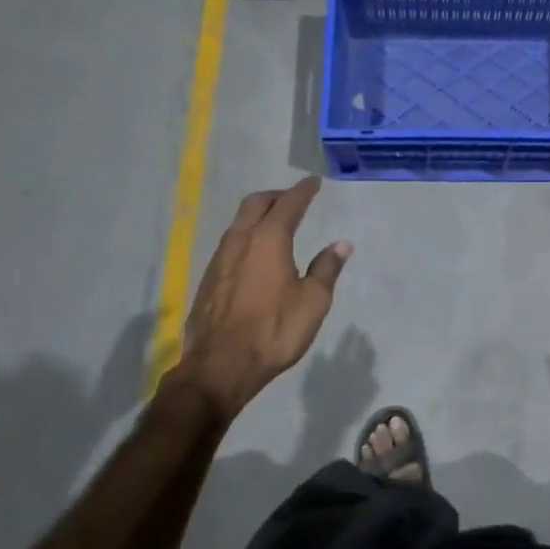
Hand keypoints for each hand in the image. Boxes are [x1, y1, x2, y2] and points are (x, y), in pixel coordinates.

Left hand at [176, 177, 351, 419]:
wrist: (219, 365)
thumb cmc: (274, 331)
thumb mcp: (312, 302)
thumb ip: (326, 269)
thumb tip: (341, 245)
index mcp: (269, 240)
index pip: (288, 204)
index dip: (303, 191)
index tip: (313, 182)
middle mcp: (240, 241)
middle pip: (255, 204)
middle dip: (276, 196)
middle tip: (292, 198)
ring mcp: (219, 259)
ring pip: (238, 222)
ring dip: (257, 215)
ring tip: (274, 222)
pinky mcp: (208, 279)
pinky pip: (230, 243)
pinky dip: (246, 236)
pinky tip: (254, 253)